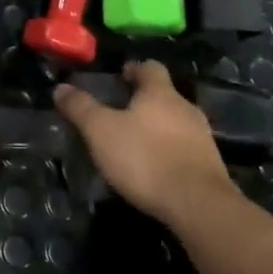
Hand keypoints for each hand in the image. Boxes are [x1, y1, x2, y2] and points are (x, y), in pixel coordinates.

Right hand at [54, 61, 237, 228]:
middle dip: (145, 101)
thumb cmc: (145, 158)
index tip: (121, 77)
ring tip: (137, 144)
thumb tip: (60, 87)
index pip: (150, 67)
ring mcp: (203, 138)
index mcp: (160, 93)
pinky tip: (157, 170)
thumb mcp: (101, 131)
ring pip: (177, 123)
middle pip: (165, 95)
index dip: (135, 69)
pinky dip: (171, 153)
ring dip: (159, 129)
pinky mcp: (211, 167)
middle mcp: (186, 108)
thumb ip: (81, 108)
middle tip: (122, 114)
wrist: (198, 205)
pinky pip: (187, 150)